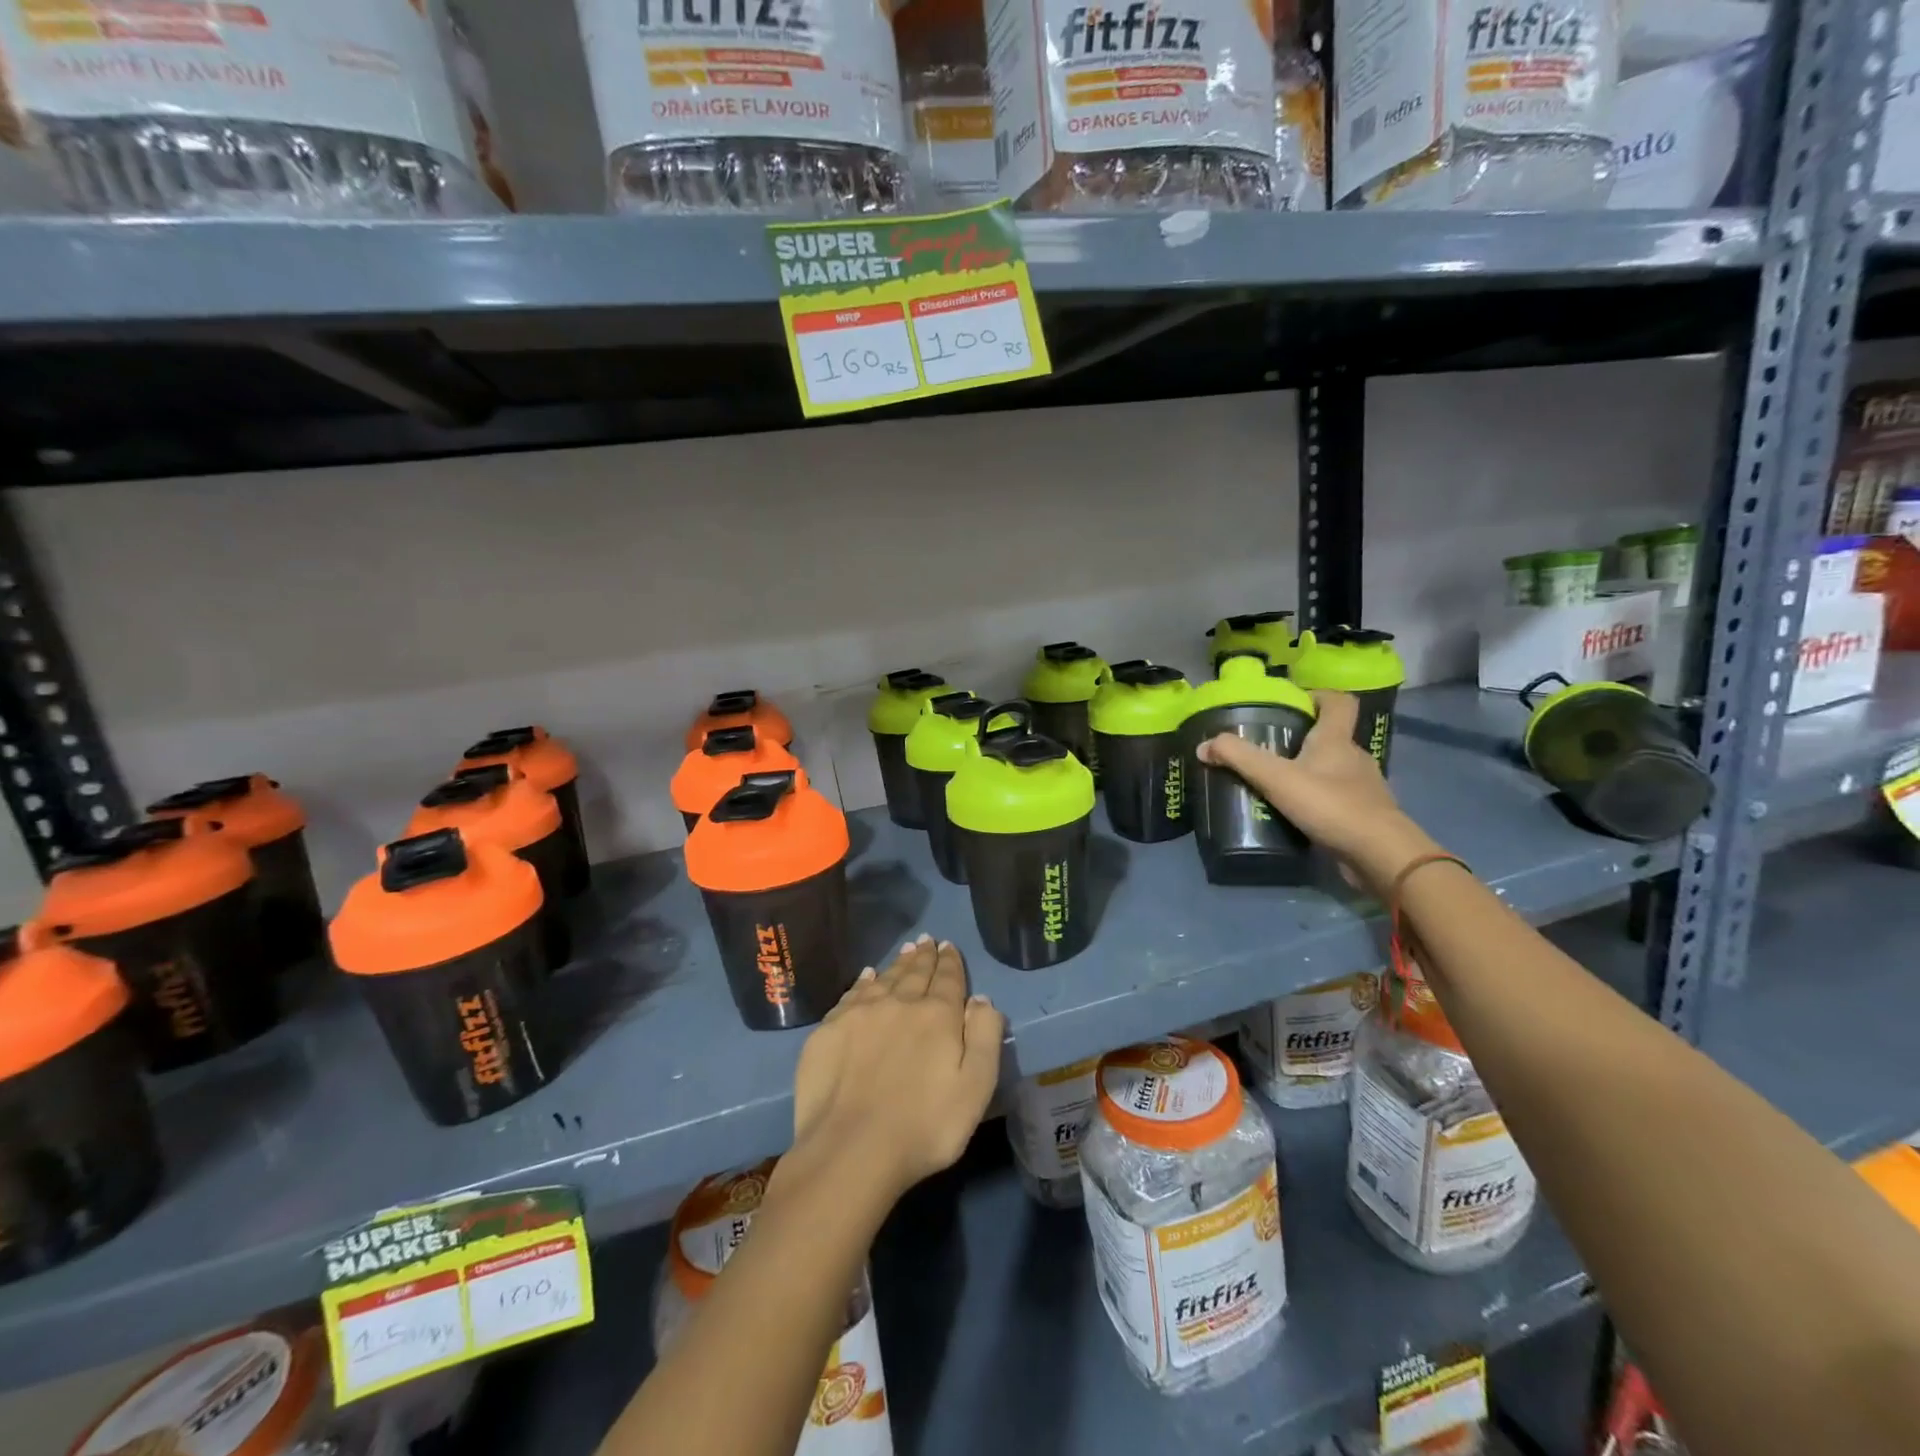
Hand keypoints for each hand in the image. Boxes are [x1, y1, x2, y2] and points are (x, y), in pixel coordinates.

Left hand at [778, 936, 1004, 1216]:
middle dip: (923, 956)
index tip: (948, 945)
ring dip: (897, 964)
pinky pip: (851, 994)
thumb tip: (982, 998)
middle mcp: (898, 1003)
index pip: (948, 978)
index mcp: (937, 1015)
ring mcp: (859, 1014)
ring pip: (883, 978)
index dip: (950, 961)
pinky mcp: (828, 1030)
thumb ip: (984, 1037)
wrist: (851, 1150)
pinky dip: (863, 982)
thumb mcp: (975, 1087)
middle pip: (914, 972)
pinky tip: (866, 977)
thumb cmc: (924, 1126)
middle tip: (926, 940)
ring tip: (905, 951)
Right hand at [1198, 690, 1440, 893]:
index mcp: (1336, 740)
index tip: (1293, 703)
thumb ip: (1239, 758)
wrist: (1379, 854)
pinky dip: (1317, 801)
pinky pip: (1336, 799)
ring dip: (1308, 773)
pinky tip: (1296, 815)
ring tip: (1276, 785)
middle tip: (1268, 748)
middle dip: (1301, 739)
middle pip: (1330, 737)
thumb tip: (1203, 746)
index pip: (1338, 702)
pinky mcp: (1363, 815)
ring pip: (1332, 770)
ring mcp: (1362, 788)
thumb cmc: (1330, 805)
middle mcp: (1354, 758)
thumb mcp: (1276, 778)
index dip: (1318, 696)